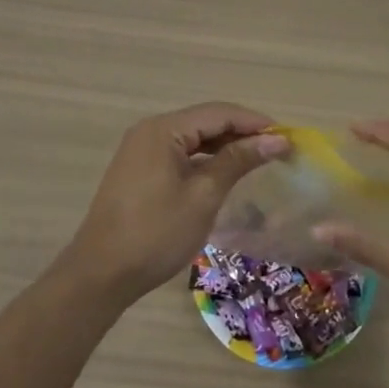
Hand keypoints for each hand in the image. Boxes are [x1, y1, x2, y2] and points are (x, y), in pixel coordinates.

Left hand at [60, 103, 288, 309]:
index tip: (288, 136)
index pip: (219, 113)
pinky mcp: (139, 170)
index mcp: (164, 130)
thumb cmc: (156, 233)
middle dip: (242, 132)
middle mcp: (150, 131)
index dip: (255, 122)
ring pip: (193, 137)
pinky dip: (205, 159)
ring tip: (259, 159)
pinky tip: (225, 172)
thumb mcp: (203, 196)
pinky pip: (180, 153)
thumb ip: (238, 161)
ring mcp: (141, 150)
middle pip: (205, 121)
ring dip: (225, 146)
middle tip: (278, 149)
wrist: (101, 274)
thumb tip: (277, 139)